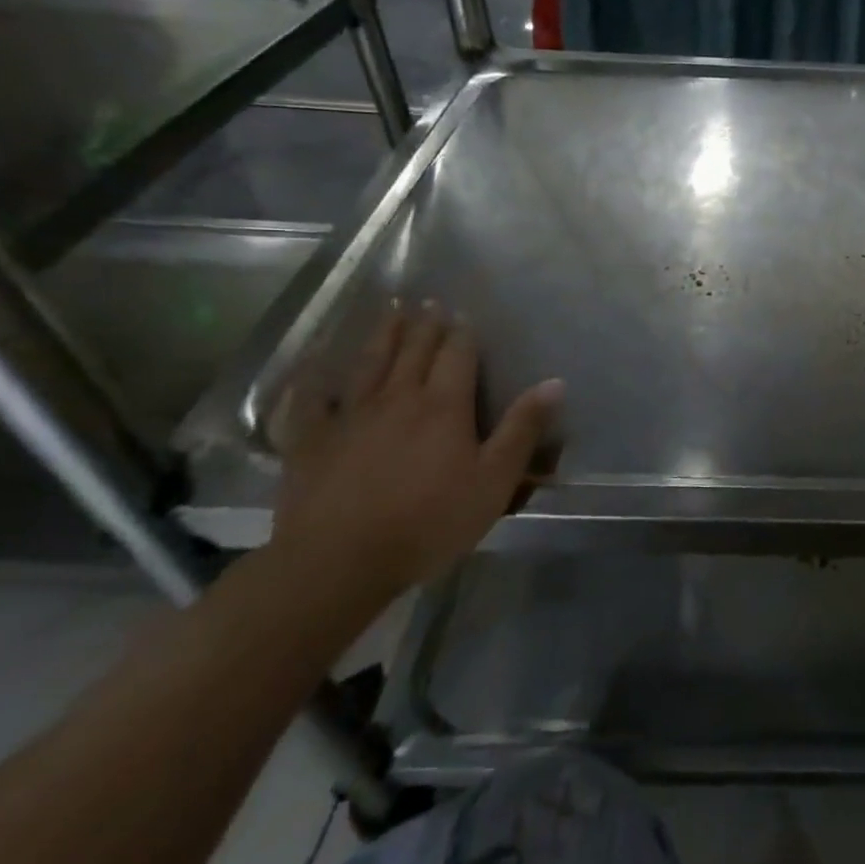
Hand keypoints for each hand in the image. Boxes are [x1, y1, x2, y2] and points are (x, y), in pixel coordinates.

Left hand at [272, 301, 563, 594]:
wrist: (340, 561)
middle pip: (414, 351)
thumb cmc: (429, 522)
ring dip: (382, 335)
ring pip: (369, 364)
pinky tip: (314, 364)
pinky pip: (310, 400)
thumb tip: (554, 382)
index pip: (457, 355)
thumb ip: (523, 429)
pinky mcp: (310, 441)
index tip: (464, 313)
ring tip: (389, 311)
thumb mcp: (494, 480)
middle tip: (428, 302)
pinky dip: (313, 378)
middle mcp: (397, 398)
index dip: (462, 333)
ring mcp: (349, 417)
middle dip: (425, 325)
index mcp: (443, 406)